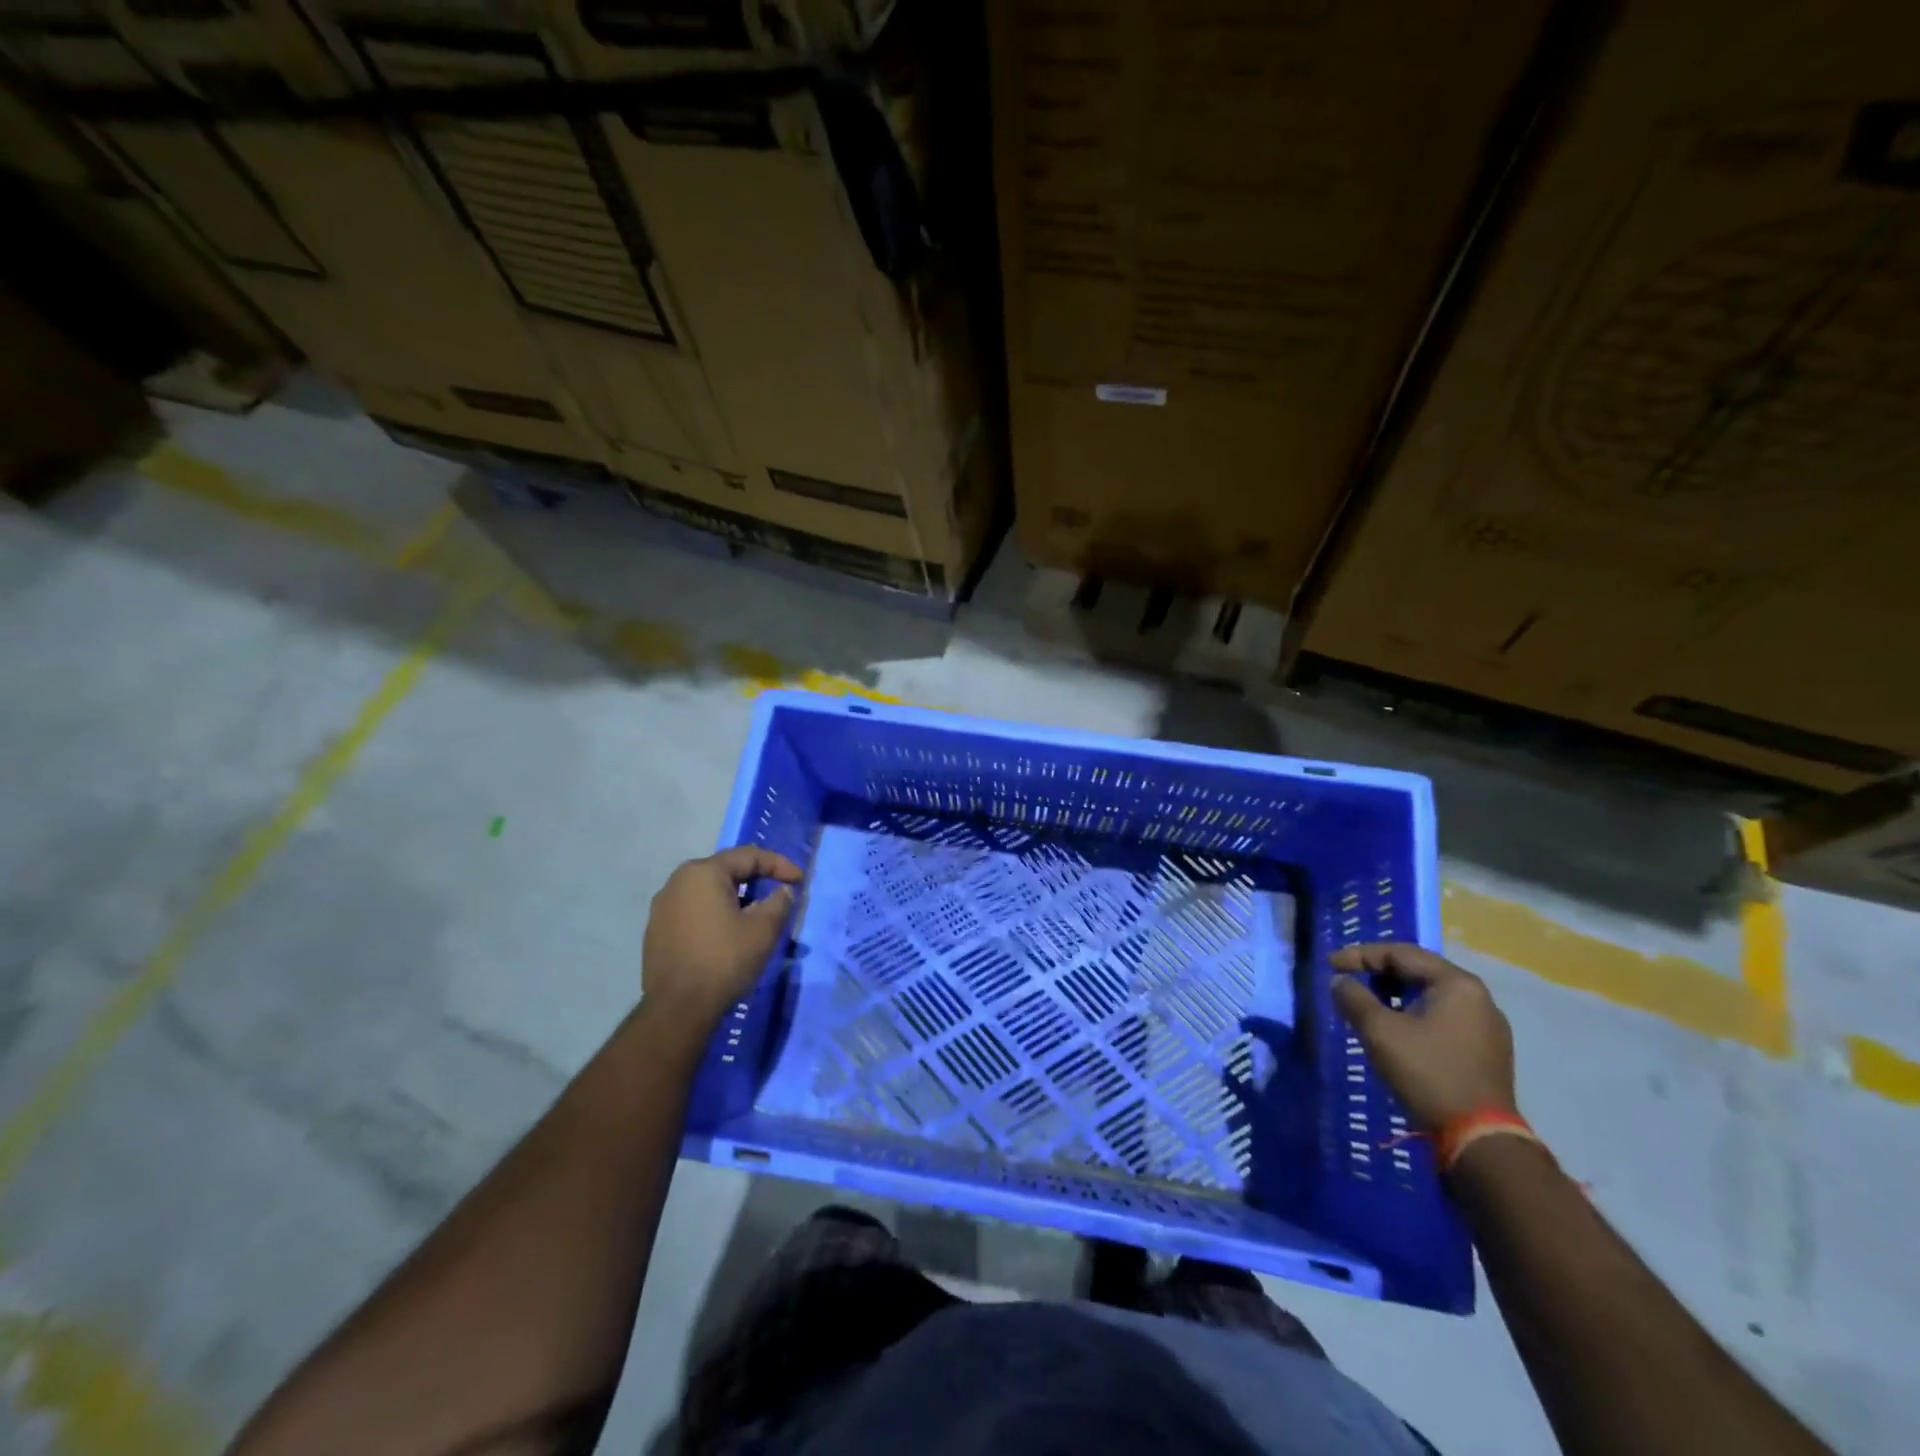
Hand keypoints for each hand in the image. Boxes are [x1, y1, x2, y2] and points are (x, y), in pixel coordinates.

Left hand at [643, 847, 802, 1028]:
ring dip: (734, 898)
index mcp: (703, 872)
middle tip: (778, 893)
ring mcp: (662, 907)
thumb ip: (779, 902)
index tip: (800, 880)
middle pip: (725, 871)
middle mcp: (677, 881)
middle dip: (755, 880)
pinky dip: (714, 914)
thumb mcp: (763, 930)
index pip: (748, 856)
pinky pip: (692, 911)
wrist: (678, 1009)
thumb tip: (783, 891)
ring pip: (707, 892)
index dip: (779, 865)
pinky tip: (726, 934)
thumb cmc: (724, 960)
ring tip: (754, 915)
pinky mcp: (656, 931)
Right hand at [1329, 943, 1516, 1131]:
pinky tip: (1396, 1032)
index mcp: (1457, 984)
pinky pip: (1443, 1018)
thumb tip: (1340, 981)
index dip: (1359, 955)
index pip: (1400, 953)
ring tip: (1367, 1007)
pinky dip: (1414, 1016)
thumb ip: (1353, 998)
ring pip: (1430, 996)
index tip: (1330, 966)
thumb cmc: (1427, 1073)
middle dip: (1378, 974)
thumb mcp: (1379, 1031)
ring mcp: (1487, 1026)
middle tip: (1348, 982)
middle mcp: (1479, 998)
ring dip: (1395, 996)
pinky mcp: (1486, 1051)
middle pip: (1418, 972)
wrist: (1479, 1138)